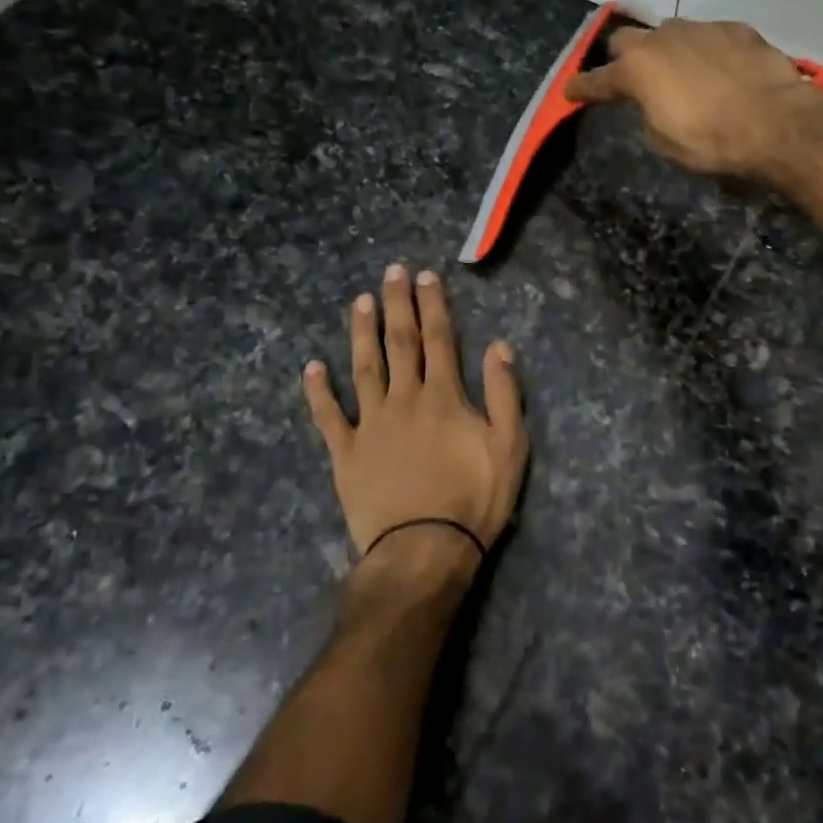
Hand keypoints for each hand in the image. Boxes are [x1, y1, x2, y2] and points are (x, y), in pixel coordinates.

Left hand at [303, 264, 526, 583]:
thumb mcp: (510, 446)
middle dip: (397, 305)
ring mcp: (370, 425)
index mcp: (444, 397)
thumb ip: (505, 393)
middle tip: (390, 272)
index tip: (425, 276)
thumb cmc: (474, 499)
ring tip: (359, 302)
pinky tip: (312, 367)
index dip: (433, 305)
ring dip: (362, 333)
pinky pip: (329, 417)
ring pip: (364, 368)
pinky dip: (319, 391)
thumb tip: (499, 345)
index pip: (439, 339)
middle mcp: (404, 399)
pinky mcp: (345, 453)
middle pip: (400, 343)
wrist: (424, 550)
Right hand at [563, 17, 822, 177]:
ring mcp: (701, 28)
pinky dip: (706, 52)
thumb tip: (654, 103)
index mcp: (638, 70)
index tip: (571, 92)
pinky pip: (709, 36)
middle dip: (623, 57)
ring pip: (671, 32)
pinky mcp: (736, 28)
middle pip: (627, 39)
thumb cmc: (711, 140)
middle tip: (632, 77)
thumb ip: (649, 114)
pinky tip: (722, 71)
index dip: (582, 88)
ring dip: (668, 50)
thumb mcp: (665, 141)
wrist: (776, 122)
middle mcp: (663, 39)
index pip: (598, 80)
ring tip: (683, 73)